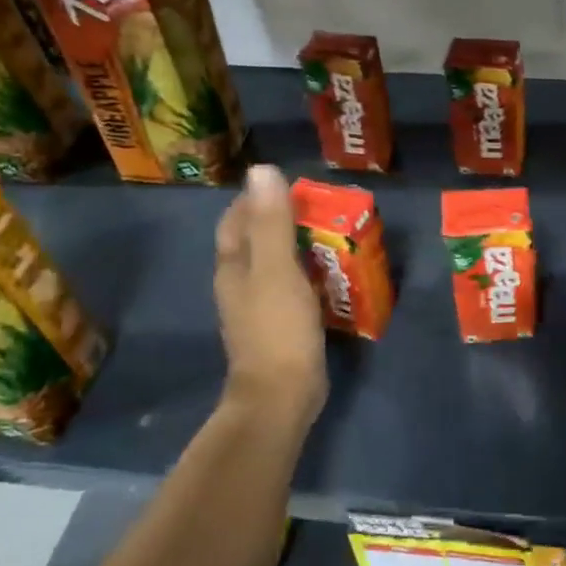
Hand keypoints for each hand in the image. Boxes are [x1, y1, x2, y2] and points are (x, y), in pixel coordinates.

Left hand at [213, 164, 327, 423]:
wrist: (280, 396)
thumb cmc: (278, 329)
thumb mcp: (277, 270)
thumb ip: (271, 222)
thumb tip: (262, 170)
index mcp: (233, 266)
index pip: (237, 219)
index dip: (259, 199)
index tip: (294, 188)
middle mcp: (239, 283)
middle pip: (256, 240)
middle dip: (282, 221)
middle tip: (322, 210)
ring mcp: (258, 307)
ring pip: (274, 265)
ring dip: (298, 248)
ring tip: (332, 237)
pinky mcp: (278, 326)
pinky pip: (291, 289)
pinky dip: (308, 275)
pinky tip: (331, 276)